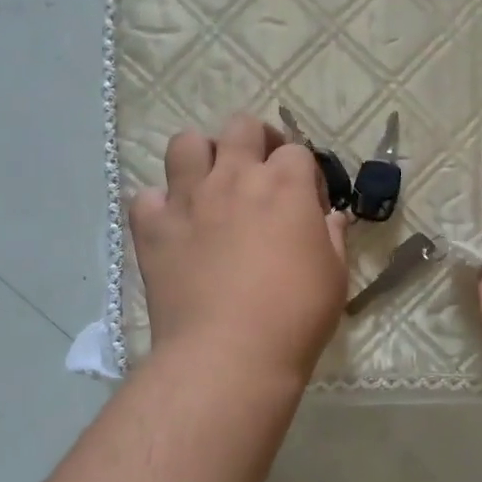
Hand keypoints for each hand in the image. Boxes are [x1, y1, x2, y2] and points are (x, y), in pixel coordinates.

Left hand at [130, 115, 349, 381]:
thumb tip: (330, 217)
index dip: (304, 173)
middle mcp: (234, 177)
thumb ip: (333, 237)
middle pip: (242, 127)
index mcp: (285, 185)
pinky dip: (160, 206)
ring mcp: (188, 199)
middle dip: (255, 141)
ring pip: (186, 143)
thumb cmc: (296, 315)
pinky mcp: (152, 227)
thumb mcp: (335, 275)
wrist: (229, 354)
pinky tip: (175, 227)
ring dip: (202, 156)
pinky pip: (147, 196)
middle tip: (261, 173)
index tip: (308, 204)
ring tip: (210, 185)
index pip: (296, 151)